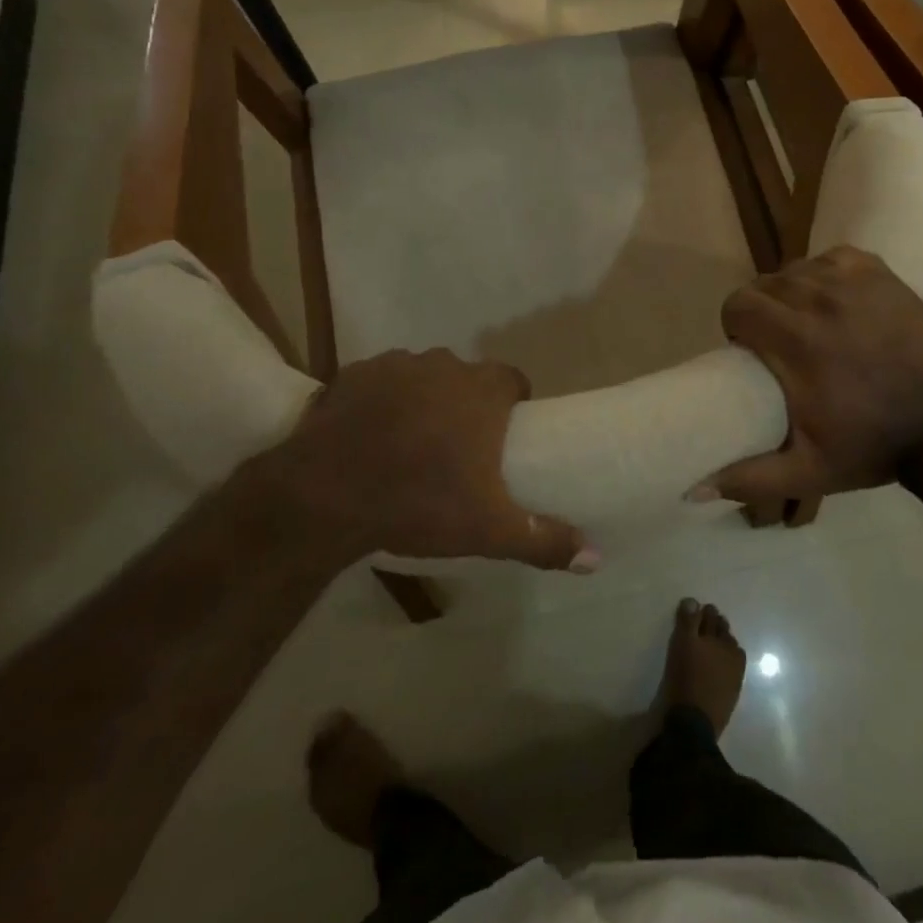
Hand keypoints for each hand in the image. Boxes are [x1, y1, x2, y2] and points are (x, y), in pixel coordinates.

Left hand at [268, 349, 597, 572]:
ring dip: (423, 400)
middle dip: (465, 405)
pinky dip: (381, 400)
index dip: (512, 404)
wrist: (326, 494)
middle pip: (467, 379)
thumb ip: (544, 539)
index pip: (513, 381)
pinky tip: (369, 434)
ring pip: (423, 378)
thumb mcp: (488, 529)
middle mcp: (446, 365)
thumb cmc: (419, 502)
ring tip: (409, 443)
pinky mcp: (356, 373)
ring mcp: (398, 364)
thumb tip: (595, 558)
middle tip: (455, 449)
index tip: (502, 437)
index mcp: (483, 391)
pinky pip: (380, 381)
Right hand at [704, 247, 922, 504]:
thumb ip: (749, 478)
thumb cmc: (870, 447)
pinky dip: (827, 274)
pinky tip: (837, 300)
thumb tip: (694, 490)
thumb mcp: (806, 471)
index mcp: (794, 339)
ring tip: (809, 322)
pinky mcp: (881, 274)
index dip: (737, 325)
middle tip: (780, 341)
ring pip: (797, 269)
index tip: (751, 350)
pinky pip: (834, 258)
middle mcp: (818, 298)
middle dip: (762, 310)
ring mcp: (853, 281)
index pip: (738, 304)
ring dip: (793, 292)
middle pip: (764, 284)